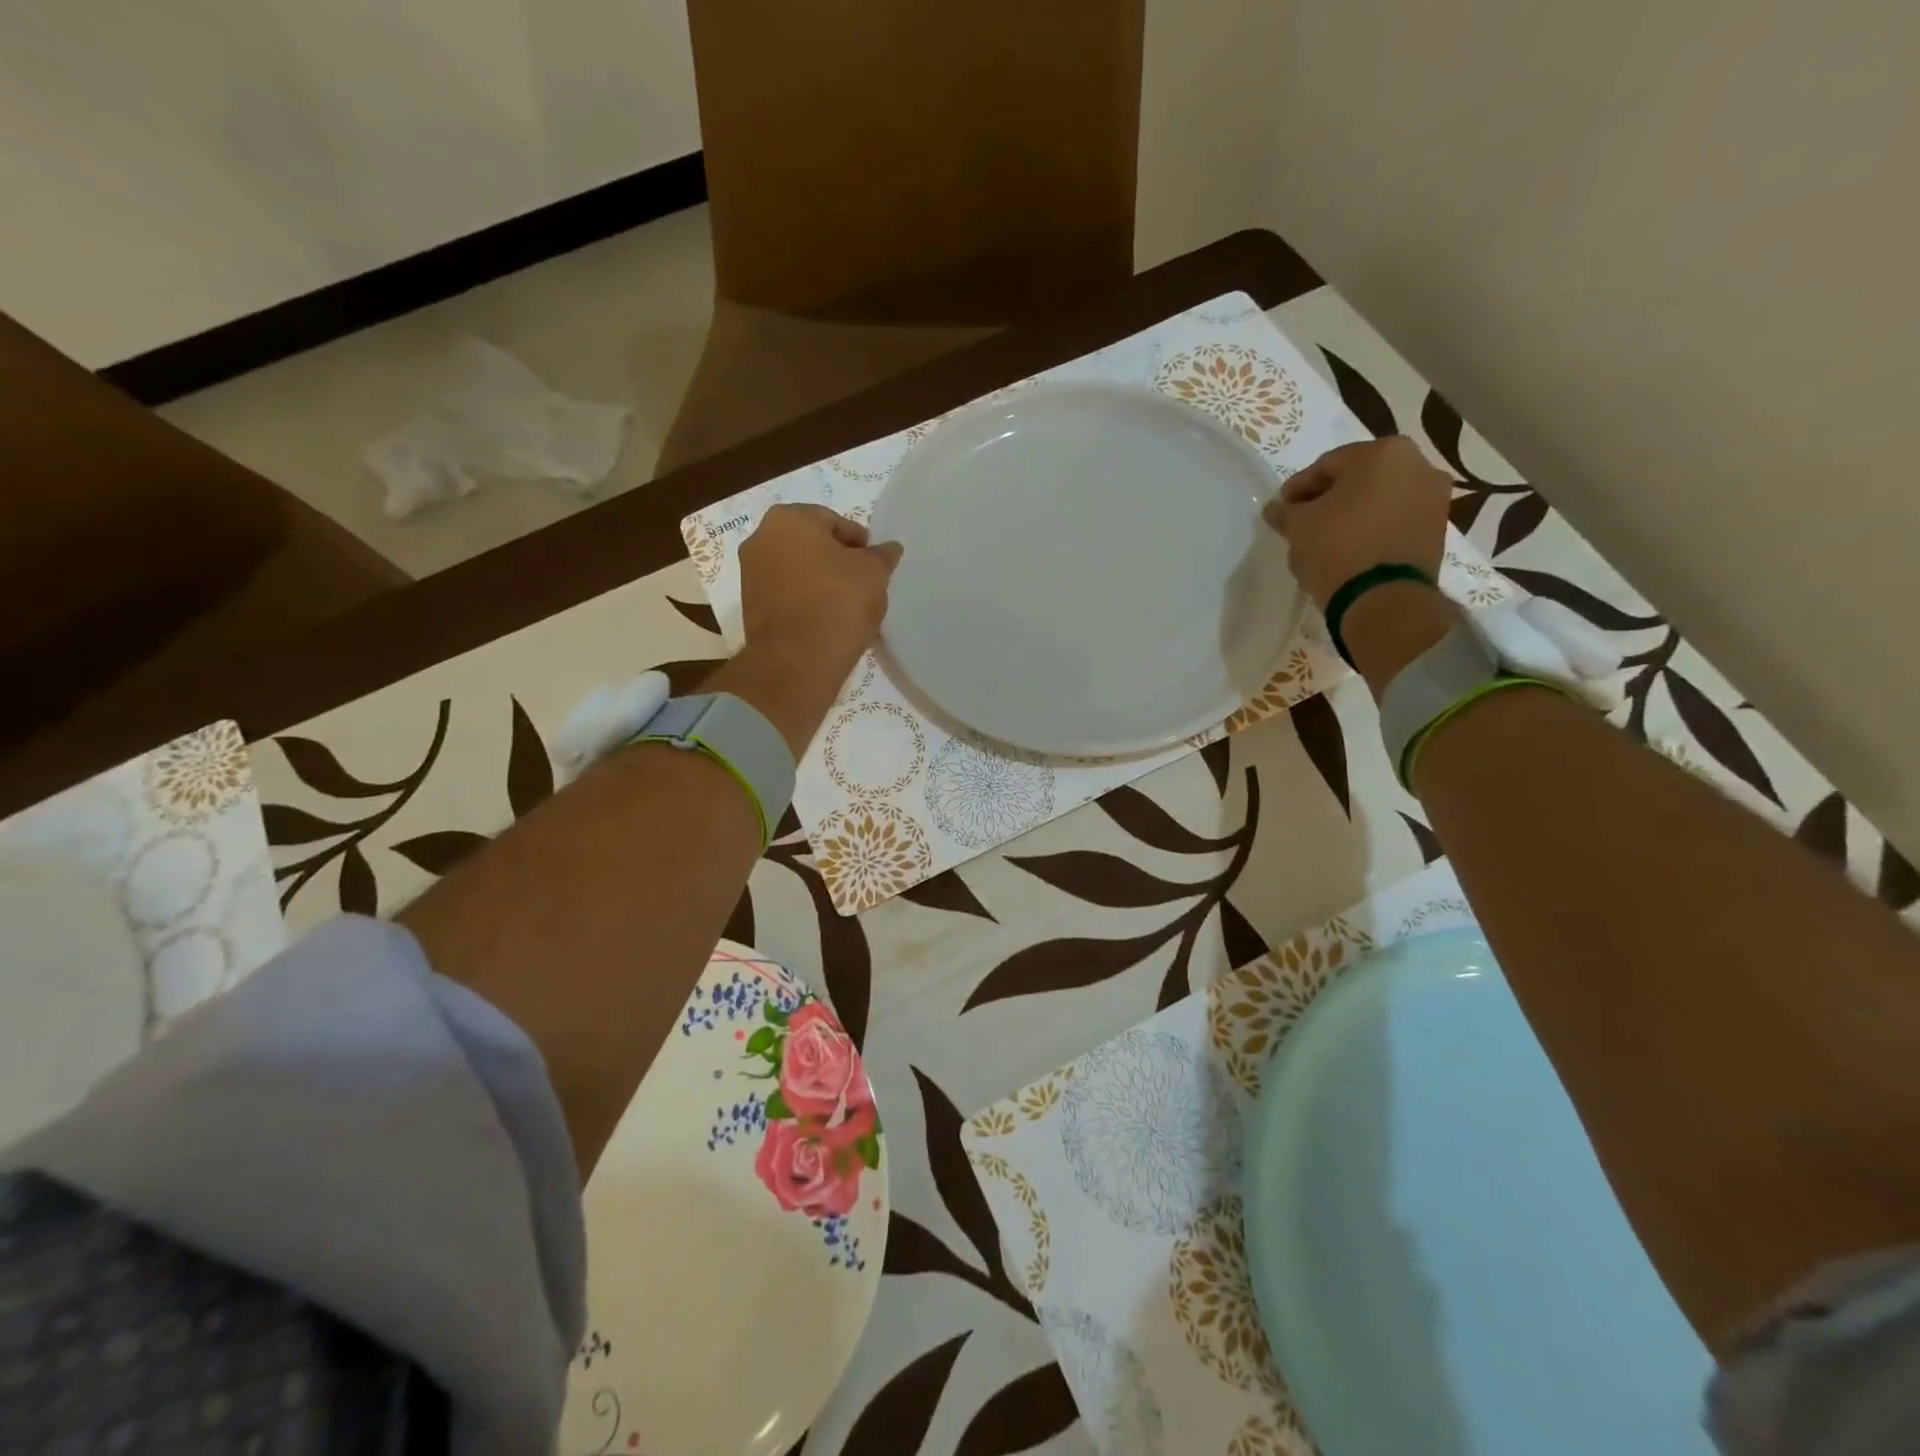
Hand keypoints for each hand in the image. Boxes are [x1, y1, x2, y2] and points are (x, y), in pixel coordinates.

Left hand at [739, 504, 901, 676]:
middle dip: (837, 560)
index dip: (860, 542)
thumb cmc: (837, 603)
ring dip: (822, 582)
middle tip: (864, 582)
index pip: (834, 521)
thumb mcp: (874, 574)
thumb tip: (889, 549)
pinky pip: (787, 596)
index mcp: (788, 519)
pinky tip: (829, 620)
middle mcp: (760, 540)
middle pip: (811, 545)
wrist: (796, 662)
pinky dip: (807, 601)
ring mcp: (750, 575)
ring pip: (798, 571)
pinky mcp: (751, 608)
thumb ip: (882, 556)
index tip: (876, 563)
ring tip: (849, 605)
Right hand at [1263, 437, 1451, 609]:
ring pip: (1377, 501)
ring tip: (1324, 541)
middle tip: (1302, 523)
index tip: (1281, 508)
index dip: (1298, 488)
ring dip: (1350, 515)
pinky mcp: (1437, 529)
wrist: (1384, 598)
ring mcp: (1433, 497)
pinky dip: (1371, 530)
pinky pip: (1394, 521)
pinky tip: (1349, 551)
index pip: (1327, 465)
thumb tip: (1276, 509)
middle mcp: (1417, 465)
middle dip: (1327, 500)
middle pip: (1357, 480)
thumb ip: (1284, 511)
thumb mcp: (1298, 526)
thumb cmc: (1338, 547)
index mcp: (1384, 452)